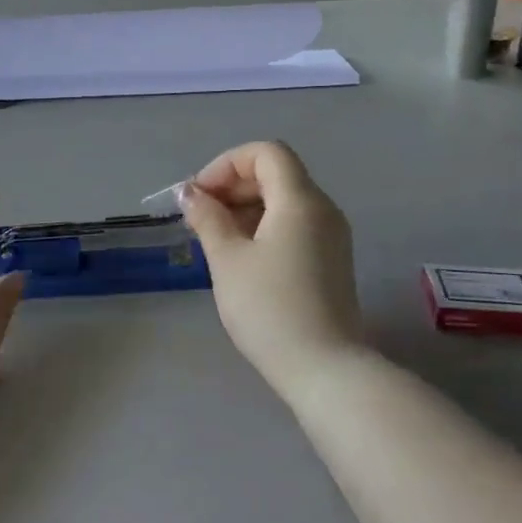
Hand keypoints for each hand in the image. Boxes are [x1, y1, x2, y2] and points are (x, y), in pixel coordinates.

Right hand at [178, 141, 367, 396]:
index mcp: (300, 200)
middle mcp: (323, 209)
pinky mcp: (331, 260)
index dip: (227, 164)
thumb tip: (190, 192)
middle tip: (200, 218)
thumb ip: (207, 218)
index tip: (201, 196)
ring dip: (246, 208)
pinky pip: (294, 225)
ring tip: (215, 240)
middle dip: (233, 186)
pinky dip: (264, 227)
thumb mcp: (227, 259)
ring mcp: (331, 236)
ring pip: (284, 201)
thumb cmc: (269, 309)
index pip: (266, 153)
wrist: (324, 370)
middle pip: (276, 174)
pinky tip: (241, 257)